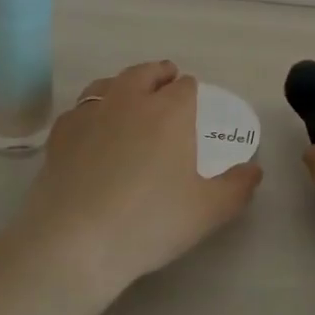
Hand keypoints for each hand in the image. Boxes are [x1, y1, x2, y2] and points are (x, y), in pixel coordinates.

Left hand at [17, 60, 262, 292]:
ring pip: (109, 83)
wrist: (75, 242)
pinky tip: (94, 130)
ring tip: (130, 100)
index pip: (186, 86)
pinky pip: (81, 109)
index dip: (192, 92)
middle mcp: (130, 100)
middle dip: (159, 75)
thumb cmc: (151, 222)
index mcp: (170, 111)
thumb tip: (254, 170)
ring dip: (124, 86)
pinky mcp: (60, 133)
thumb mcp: (209, 211)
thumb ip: (237, 186)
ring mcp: (90, 113)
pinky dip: (93, 111)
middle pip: (145, 72)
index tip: (194, 106)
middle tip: (166, 86)